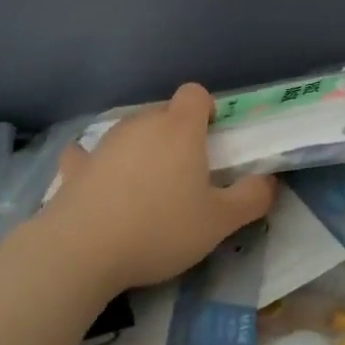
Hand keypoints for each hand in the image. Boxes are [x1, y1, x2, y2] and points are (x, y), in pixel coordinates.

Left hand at [44, 83, 276, 293]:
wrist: (80, 251)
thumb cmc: (159, 229)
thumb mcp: (219, 222)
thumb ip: (251, 198)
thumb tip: (268, 181)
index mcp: (180, 128)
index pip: (195, 93)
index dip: (206, 110)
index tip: (210, 138)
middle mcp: (142, 123)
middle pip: (165, 113)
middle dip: (176, 134)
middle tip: (185, 174)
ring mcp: (105, 143)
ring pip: (131, 132)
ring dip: (141, 149)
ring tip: (145, 189)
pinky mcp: (75, 168)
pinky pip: (87, 155)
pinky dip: (95, 163)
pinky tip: (95, 180)